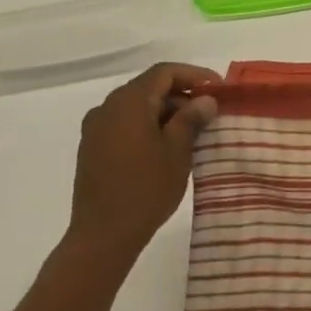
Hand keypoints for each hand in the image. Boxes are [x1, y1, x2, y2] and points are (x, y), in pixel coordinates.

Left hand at [66, 63, 219, 267]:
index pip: (165, 73)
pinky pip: (124, 124)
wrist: (102, 237)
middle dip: (181, 94)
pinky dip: (147, 125)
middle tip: (209, 112)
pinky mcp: (92, 149)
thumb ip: (191, 118)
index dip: (195, 75)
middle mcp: (107, 107)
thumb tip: (206, 99)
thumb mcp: (177, 151)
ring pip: (137, 106)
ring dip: (165, 111)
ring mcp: (96, 129)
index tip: (219, 89)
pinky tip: (165, 147)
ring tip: (191, 131)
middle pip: (149, 87)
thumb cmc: (145, 190)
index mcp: (129, 102)